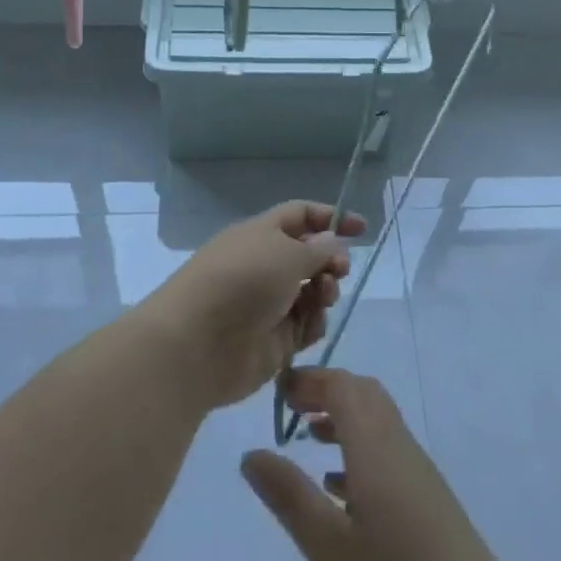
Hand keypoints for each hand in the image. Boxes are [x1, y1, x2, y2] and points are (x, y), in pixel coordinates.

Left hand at [147, 201, 364, 408]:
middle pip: (309, 257)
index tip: (361, 229)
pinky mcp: (274, 340)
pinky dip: (314, 323)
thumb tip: (330, 243)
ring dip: (325, 292)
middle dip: (331, 261)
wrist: (198, 344)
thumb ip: (318, 249)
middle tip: (339, 271)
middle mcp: (265, 265)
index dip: (330, 218)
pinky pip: (306, 325)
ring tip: (323, 297)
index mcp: (261, 234)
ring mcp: (269, 304)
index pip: (300, 216)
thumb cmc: (243, 281)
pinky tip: (309, 326)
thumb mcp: (287, 253)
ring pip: (312, 292)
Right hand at [240, 369, 530, 560]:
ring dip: (342, 418)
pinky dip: (358, 449)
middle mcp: (398, 445)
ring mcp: (417, 470)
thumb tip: (251, 454)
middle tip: (290, 410)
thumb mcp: (330, 549)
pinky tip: (339, 489)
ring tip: (307, 440)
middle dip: (325, 391)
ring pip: (376, 421)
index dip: (309, 380)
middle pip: (363, 394)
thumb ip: (290, 497)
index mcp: (375, 446)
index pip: (342, 385)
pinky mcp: (426, 496)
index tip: (277, 392)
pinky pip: (387, 450)